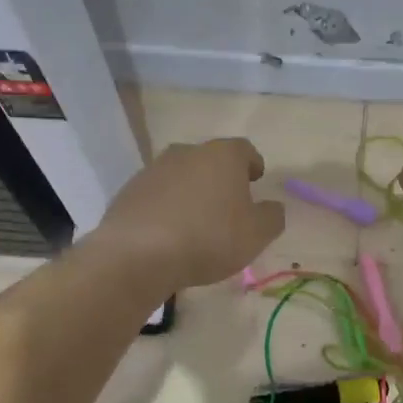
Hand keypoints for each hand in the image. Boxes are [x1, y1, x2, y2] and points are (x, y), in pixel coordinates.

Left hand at [93, 138, 285, 291]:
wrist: (138, 254)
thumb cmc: (209, 238)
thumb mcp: (256, 234)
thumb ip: (272, 217)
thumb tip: (272, 207)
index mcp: (223, 156)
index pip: (244, 149)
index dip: (252, 164)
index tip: (256, 179)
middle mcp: (187, 152)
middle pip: (210, 160)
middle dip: (220, 178)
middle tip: (228, 204)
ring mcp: (154, 169)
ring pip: (181, 176)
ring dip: (191, 192)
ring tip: (197, 221)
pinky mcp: (129, 190)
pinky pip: (157, 195)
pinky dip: (166, 207)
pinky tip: (169, 233)